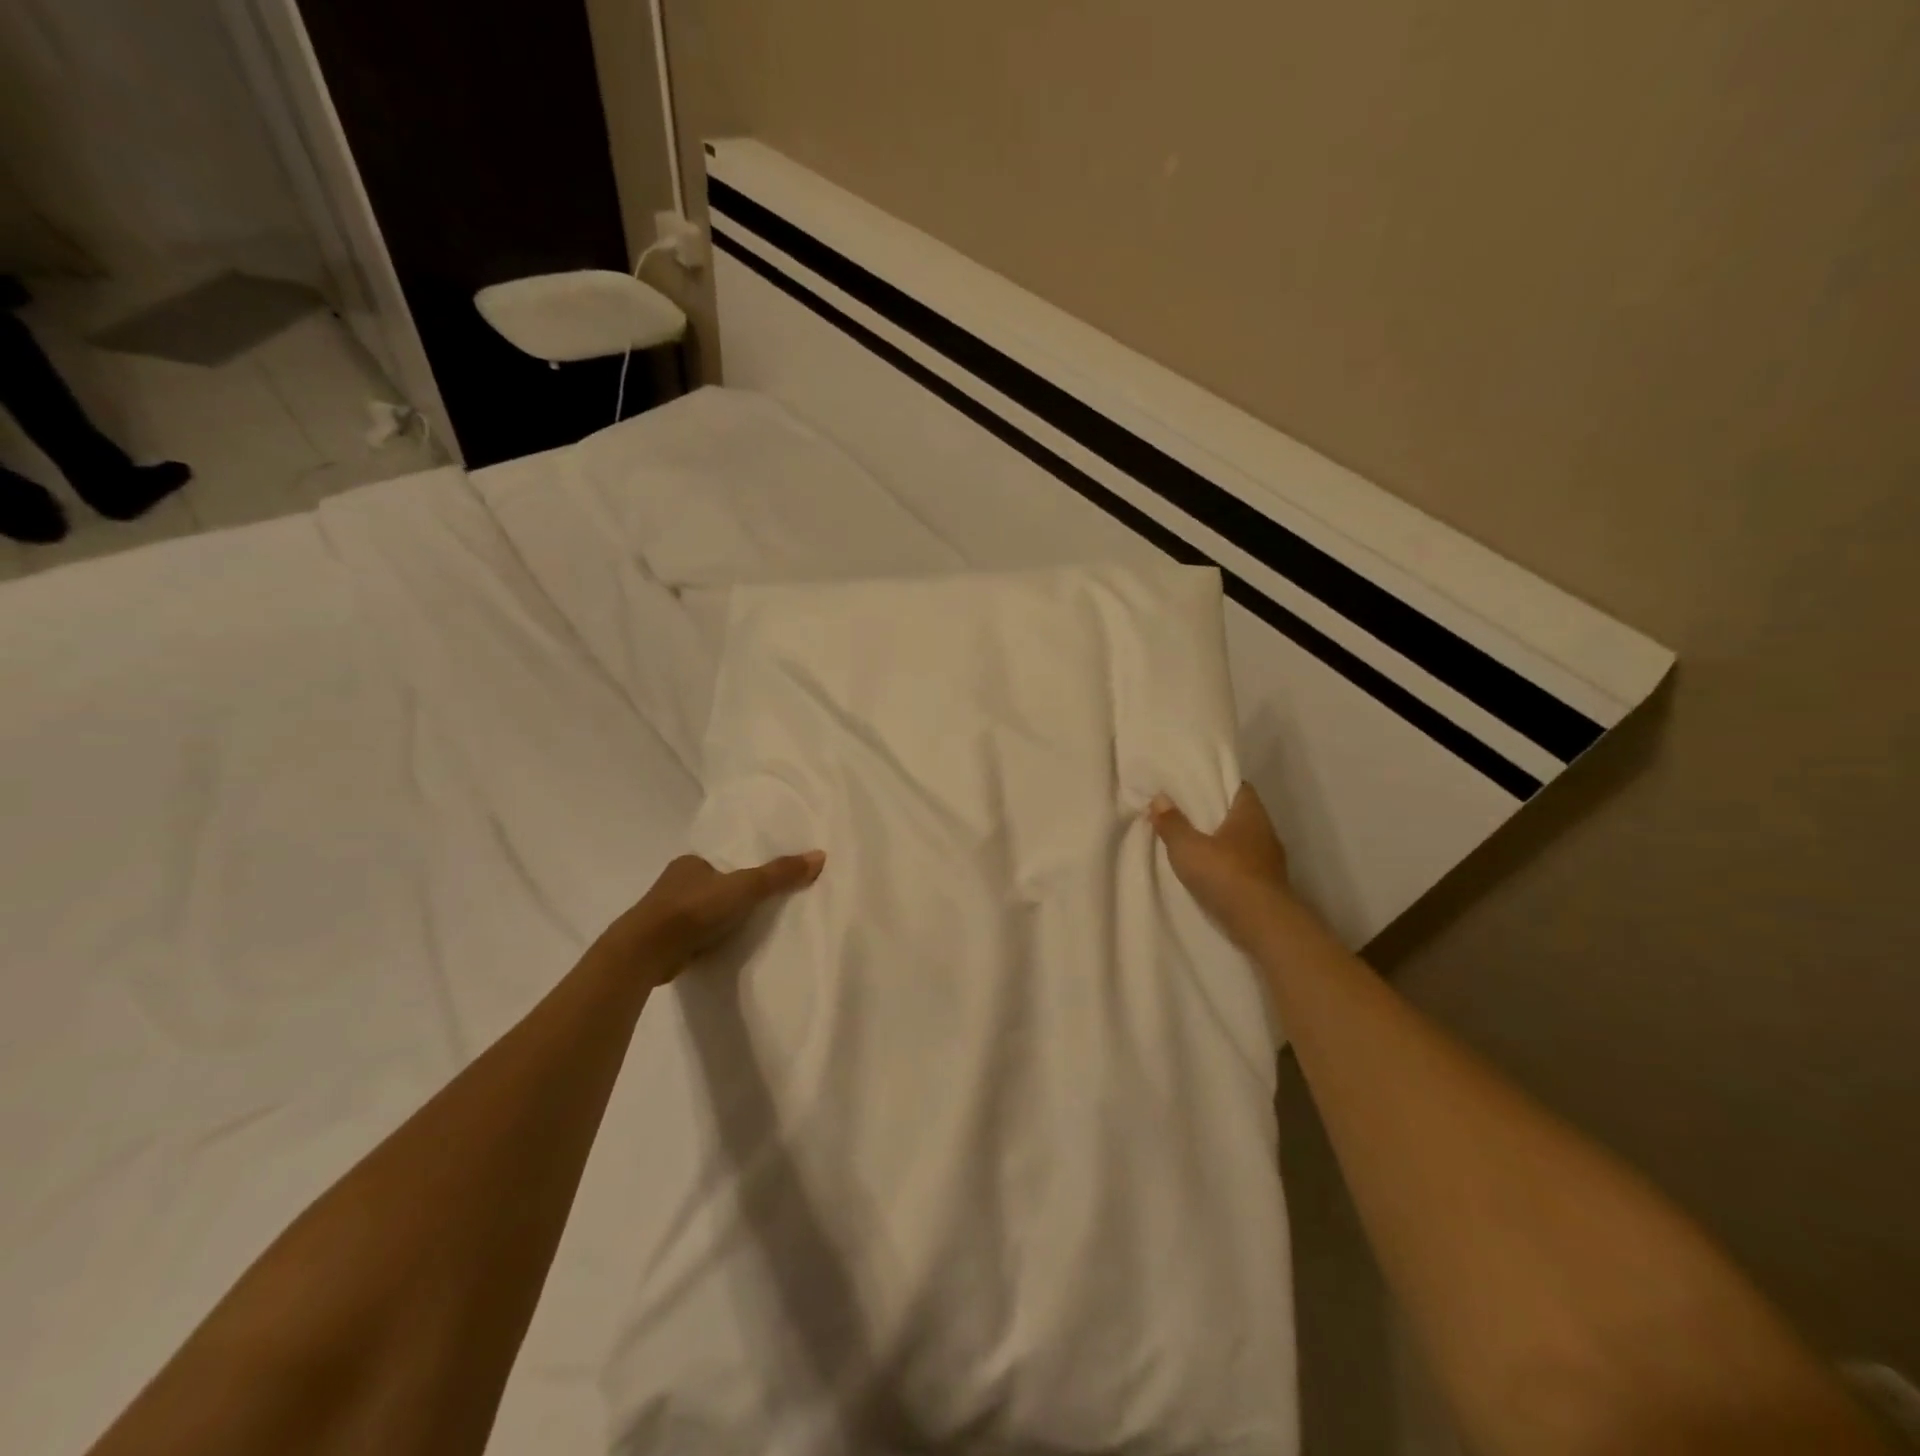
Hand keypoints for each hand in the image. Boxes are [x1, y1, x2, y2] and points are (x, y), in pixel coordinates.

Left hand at [602, 850, 825, 982]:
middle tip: (765, 903)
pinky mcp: (666, 940)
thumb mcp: (744, 887)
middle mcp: (676, 882)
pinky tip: (726, 945)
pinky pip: (696, 933)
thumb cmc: (693, 909)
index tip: (764, 878)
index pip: (724, 859)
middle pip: (715, 884)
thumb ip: (780, 874)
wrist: (645, 952)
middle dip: (734, 893)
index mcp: (691, 862)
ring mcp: (668, 913)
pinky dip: (711, 937)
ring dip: (722, 917)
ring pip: (704, 910)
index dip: (744, 866)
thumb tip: (820, 855)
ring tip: (751, 926)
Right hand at [1149, 783, 1297, 950]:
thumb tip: (1159, 798)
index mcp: (1250, 813)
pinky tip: (1211, 873)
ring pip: (1243, 842)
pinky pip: (1245, 866)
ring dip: (1223, 843)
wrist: (1263, 925)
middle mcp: (1266, 832)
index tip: (1196, 786)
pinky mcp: (1268, 886)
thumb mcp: (1187, 847)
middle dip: (1217, 814)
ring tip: (1195, 845)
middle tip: (1187, 814)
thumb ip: (1172, 823)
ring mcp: (1271, 861)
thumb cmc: (1225, 874)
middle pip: (1240, 815)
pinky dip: (1229, 866)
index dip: (1218, 784)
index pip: (1239, 787)